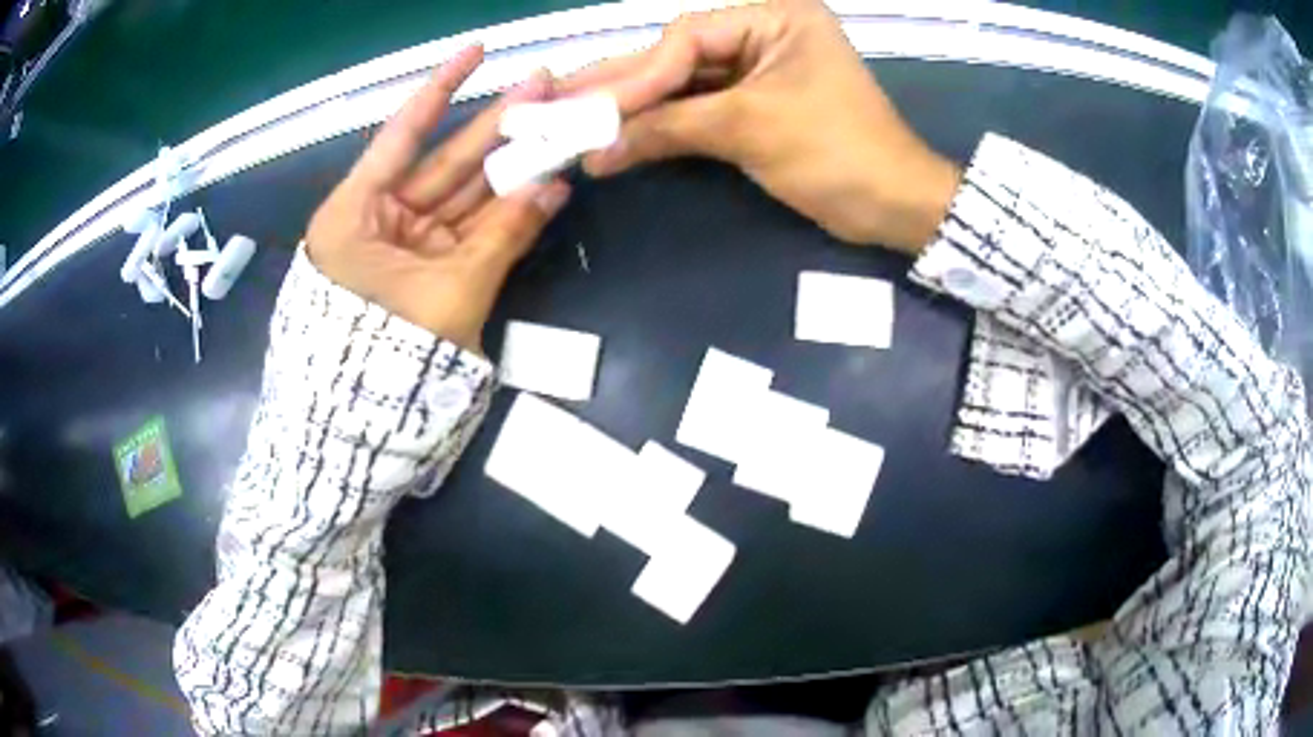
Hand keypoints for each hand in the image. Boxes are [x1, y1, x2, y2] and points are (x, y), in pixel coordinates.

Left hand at [306, 46, 570, 350]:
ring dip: (509, 164)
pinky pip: (468, 231)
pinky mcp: (425, 270)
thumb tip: (555, 187)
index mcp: (354, 213)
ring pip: (461, 194)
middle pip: (442, 160)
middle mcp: (375, 219)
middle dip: (494, 123)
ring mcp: (403, 245)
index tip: (477, 50)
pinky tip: (543, 184)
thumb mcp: (448, 292)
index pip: (402, 134)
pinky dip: (503, 213)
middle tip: (543, 85)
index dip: (442, 88)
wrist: (367, 430)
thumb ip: (503, 237)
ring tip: (555, 125)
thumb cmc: (389, 356)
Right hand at [560, 0, 958, 253]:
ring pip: (684, 84)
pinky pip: (699, 109)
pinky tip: (620, 136)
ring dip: (635, 108)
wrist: (892, 205)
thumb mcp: (751, 128)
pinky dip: (663, 127)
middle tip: (558, 103)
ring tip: (574, 120)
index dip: (637, 74)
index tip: (592, 110)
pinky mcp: (756, 104)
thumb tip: (595, 149)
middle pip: (679, 57)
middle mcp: (764, 33)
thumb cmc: (836, 152)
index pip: (687, 38)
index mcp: (775, 18)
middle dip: (623, 87)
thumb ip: (669, 128)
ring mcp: (759, 69)